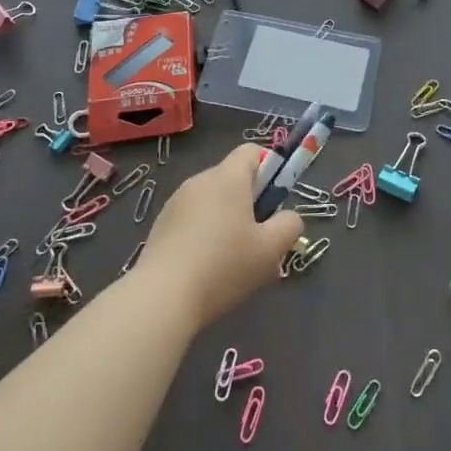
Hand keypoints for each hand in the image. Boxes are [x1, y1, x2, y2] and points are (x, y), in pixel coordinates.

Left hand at [137, 145, 303, 332]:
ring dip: (227, 221)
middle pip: (232, 179)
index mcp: (227, 178)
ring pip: (212, 202)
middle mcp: (199, 181)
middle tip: (260, 240)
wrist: (162, 298)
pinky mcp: (160, 226)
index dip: (270, 169)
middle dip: (250, 202)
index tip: (275, 202)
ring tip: (233, 262)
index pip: (251, 151)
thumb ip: (289, 225)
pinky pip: (192, 220)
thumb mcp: (271, 250)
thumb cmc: (224, 266)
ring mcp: (175, 203)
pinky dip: (204, 235)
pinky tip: (206, 270)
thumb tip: (287, 217)